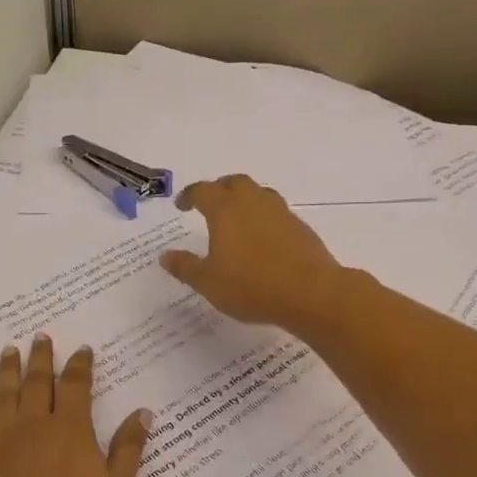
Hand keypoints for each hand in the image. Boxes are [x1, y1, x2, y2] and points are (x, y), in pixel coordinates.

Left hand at [0, 336, 150, 476]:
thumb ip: (128, 449)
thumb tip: (142, 412)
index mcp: (70, 432)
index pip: (77, 386)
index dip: (80, 365)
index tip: (82, 350)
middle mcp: (33, 428)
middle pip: (38, 383)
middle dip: (42, 358)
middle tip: (40, 337)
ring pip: (3, 398)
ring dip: (7, 372)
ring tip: (8, 351)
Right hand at [160, 175, 350, 332]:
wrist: (310, 293)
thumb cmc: (251, 286)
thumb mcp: (208, 282)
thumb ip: (185, 267)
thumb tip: (165, 256)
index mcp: (225, 209)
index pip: (203, 191)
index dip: (190, 196)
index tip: (181, 205)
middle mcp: (253, 202)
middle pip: (234, 183)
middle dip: (219, 189)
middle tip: (209, 203)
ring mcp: (280, 212)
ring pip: (259, 194)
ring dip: (244, 199)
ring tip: (236, 218)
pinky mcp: (300, 227)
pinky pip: (276, 213)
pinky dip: (263, 218)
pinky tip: (262, 239)